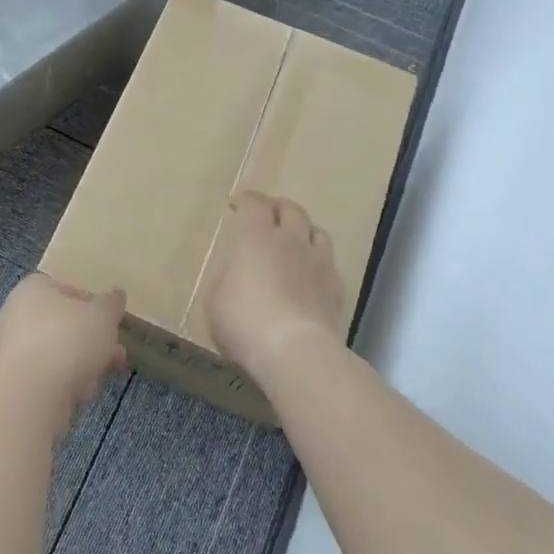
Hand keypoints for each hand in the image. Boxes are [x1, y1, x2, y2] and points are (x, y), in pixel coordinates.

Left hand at [0, 274, 127, 440]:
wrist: (29, 396)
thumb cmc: (68, 340)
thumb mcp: (102, 315)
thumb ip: (112, 303)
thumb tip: (116, 295)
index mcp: (34, 288)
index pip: (67, 288)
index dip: (92, 303)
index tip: (111, 320)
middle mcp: (17, 314)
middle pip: (64, 323)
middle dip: (93, 338)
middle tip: (117, 350)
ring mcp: (13, 350)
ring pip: (58, 352)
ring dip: (85, 362)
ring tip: (110, 372)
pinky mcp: (16, 382)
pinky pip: (49, 376)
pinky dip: (67, 382)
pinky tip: (85, 393)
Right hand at [206, 191, 346, 385]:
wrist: (298, 354)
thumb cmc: (246, 323)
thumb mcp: (215, 303)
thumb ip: (224, 282)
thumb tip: (234, 278)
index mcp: (257, 238)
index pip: (254, 204)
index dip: (245, 200)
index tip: (237, 204)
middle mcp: (292, 242)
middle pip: (292, 209)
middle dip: (278, 207)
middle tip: (269, 214)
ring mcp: (320, 264)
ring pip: (318, 233)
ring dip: (305, 232)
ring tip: (296, 241)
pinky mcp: (339, 290)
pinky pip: (331, 266)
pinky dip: (320, 265)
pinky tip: (313, 278)